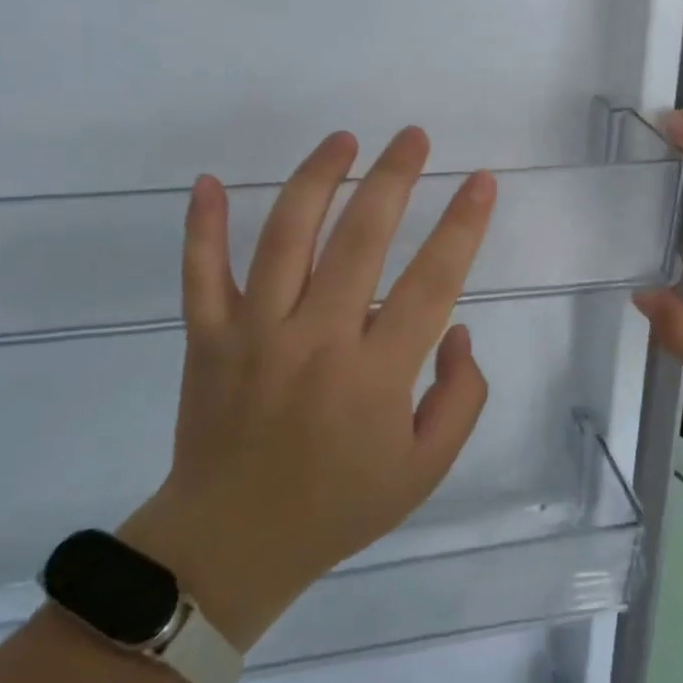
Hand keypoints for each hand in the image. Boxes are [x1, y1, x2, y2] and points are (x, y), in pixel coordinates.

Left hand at [122, 128, 495, 651]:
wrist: (232, 544)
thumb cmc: (338, 506)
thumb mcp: (425, 470)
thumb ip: (460, 398)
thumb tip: (458, 330)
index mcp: (375, 374)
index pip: (431, 281)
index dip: (462, 225)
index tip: (481, 181)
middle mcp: (316, 339)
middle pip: (361, 238)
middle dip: (394, 177)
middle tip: (414, 137)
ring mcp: (253, 333)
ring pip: (286, 237)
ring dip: (317, 179)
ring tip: (343, 139)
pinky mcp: (206, 338)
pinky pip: (201, 273)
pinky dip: (202, 226)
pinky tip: (209, 181)